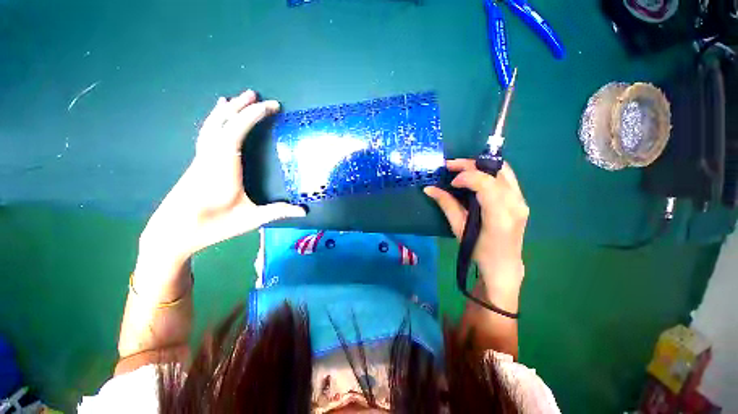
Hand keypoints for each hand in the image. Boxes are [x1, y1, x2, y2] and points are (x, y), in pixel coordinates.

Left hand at [139, 90, 305, 264]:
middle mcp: (210, 156)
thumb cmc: (213, 225)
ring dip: (227, 110)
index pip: (238, 131)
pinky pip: (207, 133)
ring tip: (237, 97)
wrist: (172, 232)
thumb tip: (304, 211)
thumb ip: (278, 212)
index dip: (255, 115)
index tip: (272, 106)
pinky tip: (216, 116)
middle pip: (224, 122)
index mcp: (224, 166)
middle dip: (242, 106)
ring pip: (212, 125)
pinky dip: (214, 120)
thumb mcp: (250, 220)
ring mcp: (201, 158)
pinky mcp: (197, 162)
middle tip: (258, 95)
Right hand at [424, 159, 527, 291]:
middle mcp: (516, 204)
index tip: (451, 183)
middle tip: (451, 166)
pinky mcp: (521, 201)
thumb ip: (446, 205)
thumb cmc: (478, 251)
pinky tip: (475, 178)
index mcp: (500, 215)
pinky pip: (506, 178)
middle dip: (471, 164)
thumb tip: (429, 189)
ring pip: (504, 171)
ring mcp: (521, 201)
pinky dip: (489, 173)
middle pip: (497, 171)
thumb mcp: (459, 229)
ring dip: (481, 166)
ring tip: (461, 169)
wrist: (503, 266)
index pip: (486, 184)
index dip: (466, 177)